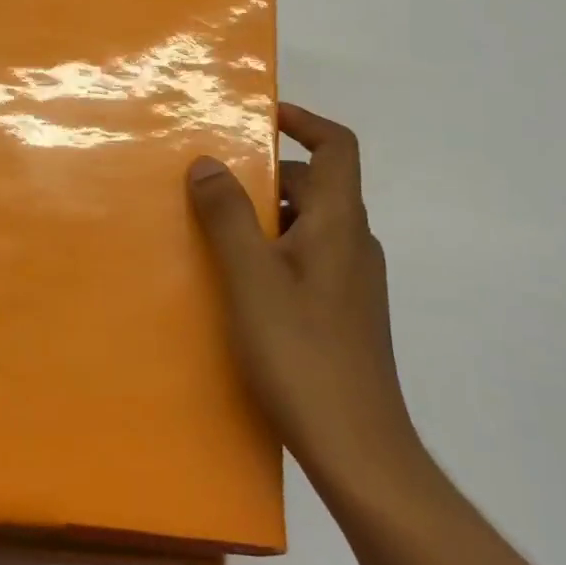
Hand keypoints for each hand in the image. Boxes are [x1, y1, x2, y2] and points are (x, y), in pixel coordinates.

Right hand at [187, 103, 422, 488]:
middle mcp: (354, 243)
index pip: (337, 147)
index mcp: (340, 223)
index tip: (261, 116)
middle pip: (317, 184)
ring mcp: (353, 281)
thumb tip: (207, 162)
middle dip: (267, 175)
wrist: (358, 448)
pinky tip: (240, 283)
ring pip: (309, 225)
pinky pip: (308, 258)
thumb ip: (228, 216)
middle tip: (214, 183)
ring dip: (267, 216)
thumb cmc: (302, 353)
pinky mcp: (344, 313)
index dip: (304, 121)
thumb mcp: (252, 278)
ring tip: (215, 232)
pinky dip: (275, 250)